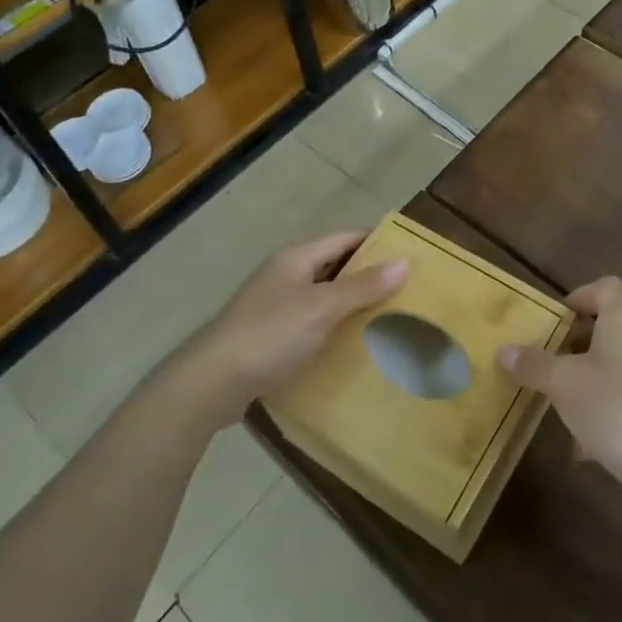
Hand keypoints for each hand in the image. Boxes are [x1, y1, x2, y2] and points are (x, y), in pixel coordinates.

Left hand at [175, 232, 407, 425]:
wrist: (211, 383)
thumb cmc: (269, 335)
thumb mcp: (321, 308)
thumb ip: (362, 287)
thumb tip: (404, 262)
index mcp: (296, 258)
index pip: (345, 238)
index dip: (377, 242)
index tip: (410, 253)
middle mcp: (285, 275)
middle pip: (335, 266)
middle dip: (368, 275)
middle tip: (407, 289)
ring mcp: (274, 306)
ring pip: (323, 296)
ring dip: (352, 303)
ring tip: (389, 317)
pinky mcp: (269, 336)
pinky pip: (311, 322)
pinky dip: (333, 327)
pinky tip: (352, 344)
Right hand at [497, 277, 621, 532]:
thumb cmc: (617, 408)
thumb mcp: (564, 384)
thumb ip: (534, 365)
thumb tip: (503, 350)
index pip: (608, 288)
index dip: (581, 295)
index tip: (554, 318)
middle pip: (610, 329)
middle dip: (575, 345)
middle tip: (545, 362)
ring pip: (616, 369)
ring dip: (587, 382)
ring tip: (557, 404)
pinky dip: (604, 416)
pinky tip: (581, 447)